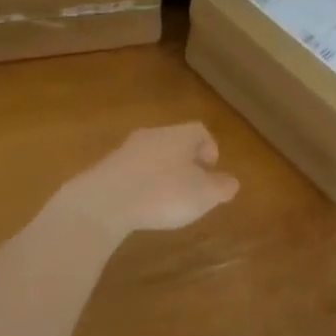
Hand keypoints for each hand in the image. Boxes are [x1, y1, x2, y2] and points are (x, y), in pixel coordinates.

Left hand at [53, 123, 239, 238]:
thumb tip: (231, 181)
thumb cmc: (163, 194)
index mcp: (179, 135)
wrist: (103, 202)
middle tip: (191, 185)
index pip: (200, 131)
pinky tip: (141, 205)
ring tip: (166, 199)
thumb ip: (221, 187)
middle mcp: (152, 135)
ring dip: (161, 172)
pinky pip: (131, 171)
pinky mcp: (105, 168)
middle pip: (174, 141)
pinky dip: (140, 183)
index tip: (212, 170)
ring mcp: (125, 150)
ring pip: (151, 155)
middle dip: (185, 161)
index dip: (210, 148)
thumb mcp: (203, 195)